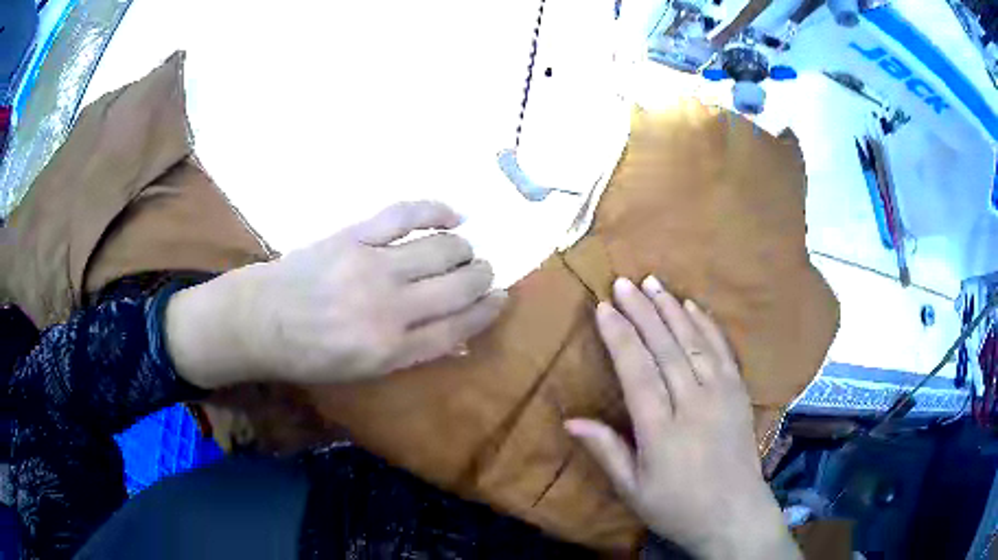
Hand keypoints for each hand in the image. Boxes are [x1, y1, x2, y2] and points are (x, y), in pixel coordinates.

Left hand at [166, 201, 506, 387]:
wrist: (260, 321)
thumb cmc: (310, 354)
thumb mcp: (362, 372)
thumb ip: (411, 353)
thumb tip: (457, 338)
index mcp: (392, 349)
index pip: (459, 327)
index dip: (488, 311)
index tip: (503, 297)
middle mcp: (390, 308)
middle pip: (458, 286)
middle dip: (482, 277)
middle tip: (485, 272)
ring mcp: (373, 266)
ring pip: (441, 249)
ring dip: (464, 249)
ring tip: (464, 250)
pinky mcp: (355, 236)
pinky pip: (406, 215)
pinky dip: (436, 210)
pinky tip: (454, 214)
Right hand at [565, 277, 799, 559]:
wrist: (734, 514)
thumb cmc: (677, 507)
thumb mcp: (633, 489)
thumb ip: (606, 451)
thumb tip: (570, 421)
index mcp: (661, 430)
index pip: (637, 372)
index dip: (619, 336)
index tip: (603, 308)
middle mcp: (693, 404)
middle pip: (665, 348)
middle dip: (642, 311)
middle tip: (623, 282)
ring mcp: (721, 395)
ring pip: (693, 342)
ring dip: (672, 309)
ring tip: (652, 283)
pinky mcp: (739, 393)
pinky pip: (722, 351)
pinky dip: (707, 325)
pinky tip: (692, 307)